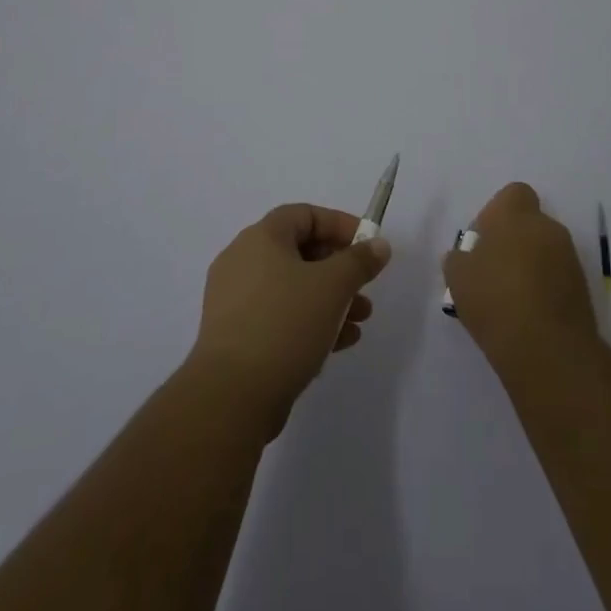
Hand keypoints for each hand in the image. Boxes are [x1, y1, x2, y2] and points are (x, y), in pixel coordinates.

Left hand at [186, 204, 392, 436]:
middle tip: (365, 287)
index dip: (340, 225)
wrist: (231, 395)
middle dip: (339, 268)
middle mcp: (243, 260)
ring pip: (292, 287)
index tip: (367, 245)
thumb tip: (378, 245)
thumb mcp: (332, 287)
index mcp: (261, 238)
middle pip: (299, 251)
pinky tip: (339, 343)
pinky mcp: (235, 335)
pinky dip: (309, 321)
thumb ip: (359, 261)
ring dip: (329, 299)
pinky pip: (279, 316)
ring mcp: (235, 299)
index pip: (305, 215)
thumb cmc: (285, 324)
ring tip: (360, 320)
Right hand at [444, 182, 597, 371]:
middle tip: (492, 271)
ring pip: (544, 251)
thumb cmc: (494, 299)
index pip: (513, 194)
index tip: (483, 240)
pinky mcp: (583, 288)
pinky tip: (527, 314)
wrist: (547, 349)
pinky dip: (544, 288)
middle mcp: (547, 227)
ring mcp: (569, 257)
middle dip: (513, 241)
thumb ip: (459, 258)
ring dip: (530, 265)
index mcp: (515, 214)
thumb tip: (466, 256)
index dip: (497, 213)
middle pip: (529, 224)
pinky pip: (557, 276)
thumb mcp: (457, 277)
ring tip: (508, 299)